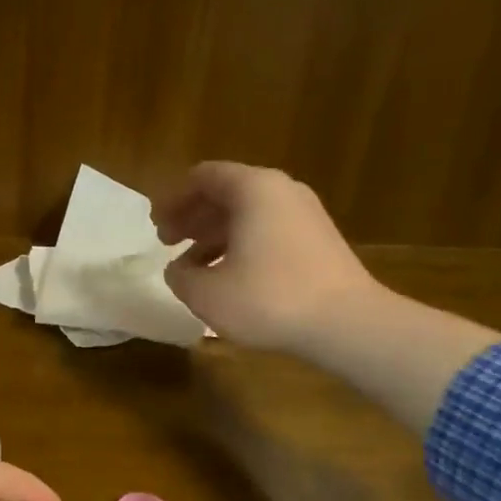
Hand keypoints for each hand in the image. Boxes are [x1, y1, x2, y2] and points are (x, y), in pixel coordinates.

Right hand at [153, 161, 381, 354]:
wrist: (346, 323)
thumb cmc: (268, 299)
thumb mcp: (205, 293)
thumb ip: (180, 276)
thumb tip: (177, 269)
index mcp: (252, 189)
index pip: (203, 177)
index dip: (173, 199)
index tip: (155, 224)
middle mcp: (281, 191)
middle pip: (226, 193)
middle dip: (192, 217)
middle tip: (167, 242)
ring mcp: (304, 215)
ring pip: (247, 215)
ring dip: (213, 236)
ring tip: (192, 267)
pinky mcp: (317, 241)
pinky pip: (267, 232)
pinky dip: (239, 246)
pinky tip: (227, 278)